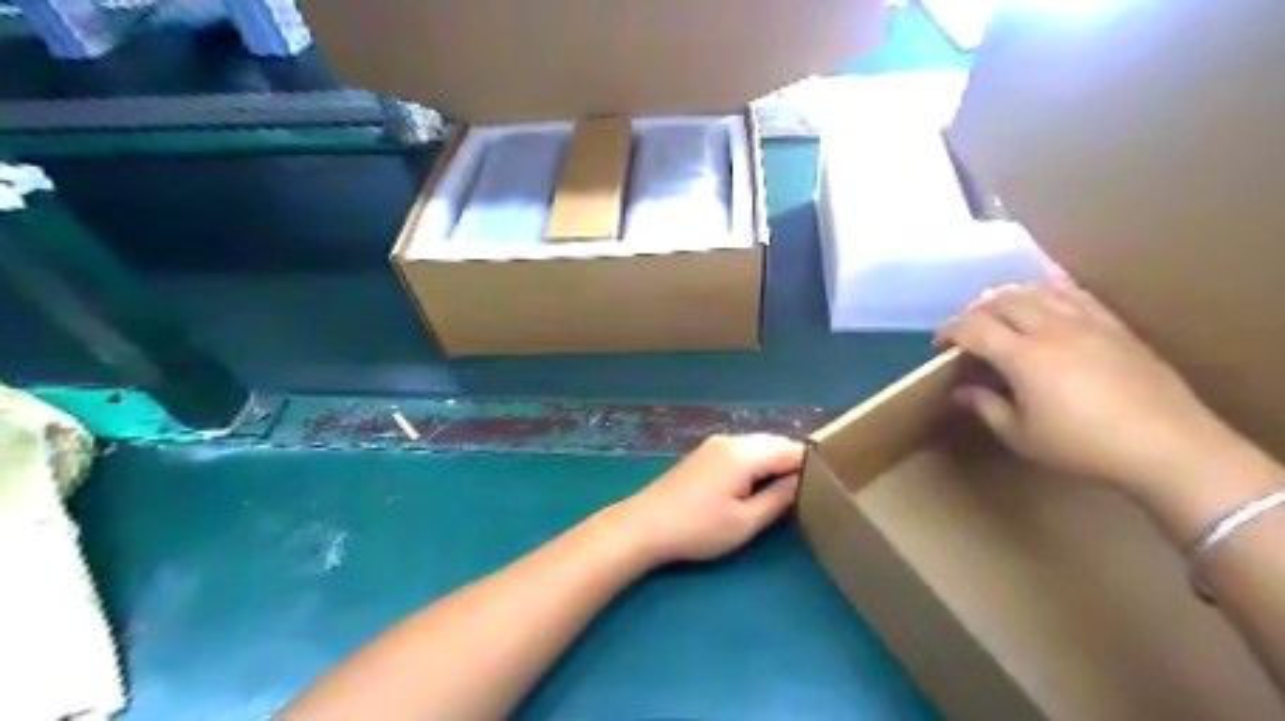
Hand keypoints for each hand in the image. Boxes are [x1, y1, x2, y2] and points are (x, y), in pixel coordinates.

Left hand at [612, 436, 800, 565]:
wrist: (645, 524)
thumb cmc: (698, 528)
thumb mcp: (745, 522)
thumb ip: (778, 499)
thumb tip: (802, 482)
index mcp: (744, 453)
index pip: (791, 450)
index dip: (812, 465)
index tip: (830, 484)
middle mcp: (732, 440)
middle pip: (775, 443)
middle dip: (794, 462)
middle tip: (813, 488)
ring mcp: (715, 444)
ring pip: (758, 445)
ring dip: (775, 461)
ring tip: (789, 488)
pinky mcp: (705, 453)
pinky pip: (742, 450)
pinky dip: (757, 462)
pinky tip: (759, 482)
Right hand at [943, 281, 1251, 494]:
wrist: (1168, 446)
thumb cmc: (1084, 447)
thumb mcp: (1021, 435)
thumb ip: (986, 407)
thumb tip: (961, 392)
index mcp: (1024, 356)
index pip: (973, 327)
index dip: (949, 331)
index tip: (939, 345)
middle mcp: (1052, 329)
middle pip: (1003, 301)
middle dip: (975, 311)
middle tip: (966, 331)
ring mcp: (1087, 322)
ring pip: (1037, 291)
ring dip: (1009, 298)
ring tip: (999, 314)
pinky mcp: (1114, 326)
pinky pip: (1075, 294)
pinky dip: (1049, 292)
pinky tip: (1044, 301)